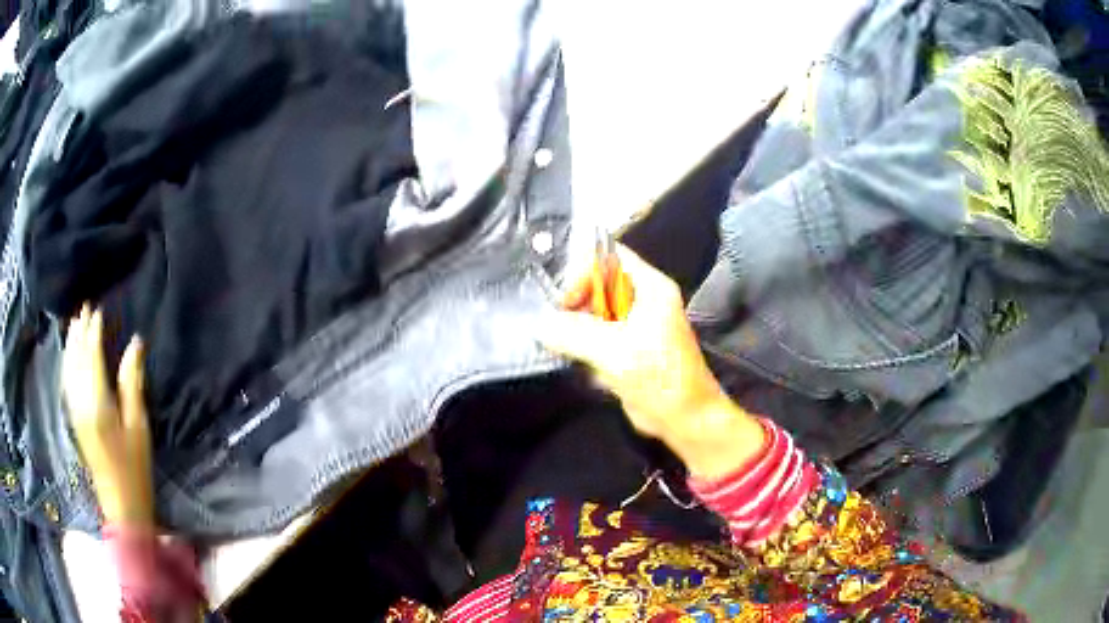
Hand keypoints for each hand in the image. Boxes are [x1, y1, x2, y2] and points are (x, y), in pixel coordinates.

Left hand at [62, 306, 153, 525]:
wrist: (120, 504)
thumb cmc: (134, 467)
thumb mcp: (138, 426)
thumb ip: (132, 383)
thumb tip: (135, 344)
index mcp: (97, 402)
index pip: (91, 356)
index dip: (94, 331)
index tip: (98, 310)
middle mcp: (80, 402)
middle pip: (76, 358)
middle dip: (79, 332)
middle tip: (85, 308)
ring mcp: (74, 411)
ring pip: (68, 368)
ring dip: (71, 343)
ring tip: (75, 323)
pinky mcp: (74, 419)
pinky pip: (67, 381)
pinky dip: (67, 361)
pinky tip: (69, 354)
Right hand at [537, 244, 764, 478]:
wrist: (685, 419)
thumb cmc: (660, 378)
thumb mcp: (616, 352)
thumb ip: (575, 334)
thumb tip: (541, 325)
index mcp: (649, 287)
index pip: (609, 257)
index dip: (583, 272)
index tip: (566, 303)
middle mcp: (641, 300)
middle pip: (597, 284)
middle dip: (575, 302)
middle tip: (558, 325)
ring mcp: (633, 325)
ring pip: (593, 312)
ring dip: (575, 326)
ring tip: (563, 345)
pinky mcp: (625, 348)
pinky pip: (595, 335)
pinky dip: (581, 345)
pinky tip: (576, 360)